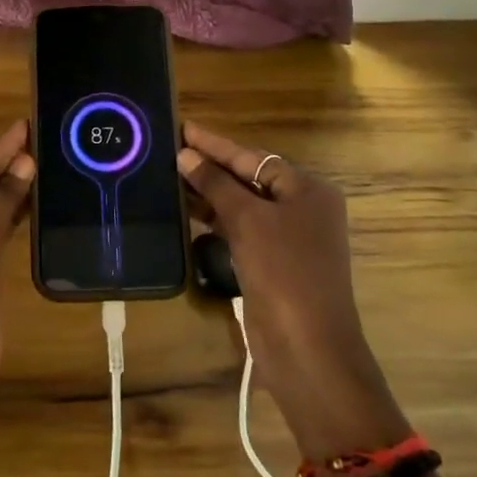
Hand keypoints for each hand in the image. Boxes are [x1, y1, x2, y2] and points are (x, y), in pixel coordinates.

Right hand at [176, 122, 409, 463]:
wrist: (307, 349)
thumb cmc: (283, 273)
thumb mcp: (248, 221)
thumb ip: (216, 185)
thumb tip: (186, 155)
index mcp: (307, 189)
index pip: (253, 157)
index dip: (215, 144)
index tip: (182, 127)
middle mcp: (301, 208)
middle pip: (249, 178)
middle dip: (210, 167)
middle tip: (168, 150)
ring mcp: (288, 238)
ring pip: (242, 205)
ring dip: (209, 194)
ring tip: (169, 177)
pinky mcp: (272, 263)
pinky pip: (240, 230)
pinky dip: (216, 220)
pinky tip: (187, 212)